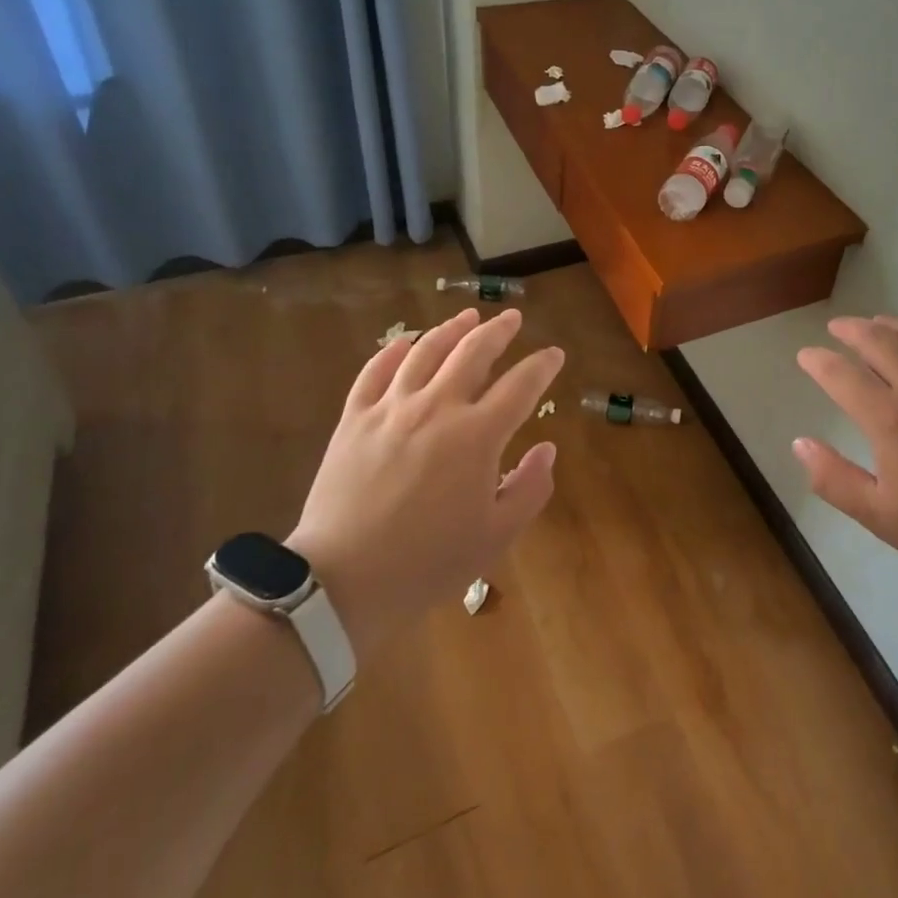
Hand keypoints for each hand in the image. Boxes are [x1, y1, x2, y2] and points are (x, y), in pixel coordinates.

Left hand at [288, 307, 562, 661]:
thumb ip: (530, 488)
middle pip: (473, 352)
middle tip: (511, 318)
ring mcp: (391, 408)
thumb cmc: (428, 562)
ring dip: (451, 329)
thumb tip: (547, 448)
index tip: (554, 354)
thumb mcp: (496, 536)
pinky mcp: (354, 419)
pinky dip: (392, 351)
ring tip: (466, 317)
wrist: (343, 581)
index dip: (542, 366)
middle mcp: (437, 407)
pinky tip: (404, 342)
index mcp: (477, 435)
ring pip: (425, 351)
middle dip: (498, 330)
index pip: (520, 385)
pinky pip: (374, 371)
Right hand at [794, 316, 897, 592]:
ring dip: (891, 324)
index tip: (806, 355)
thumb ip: (834, 479)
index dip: (818, 361)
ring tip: (877, 322)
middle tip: (837, 327)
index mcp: (890, 418)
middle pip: (879, 341)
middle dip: (851, 330)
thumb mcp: (883, 517)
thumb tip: (799, 443)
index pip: (842, 375)